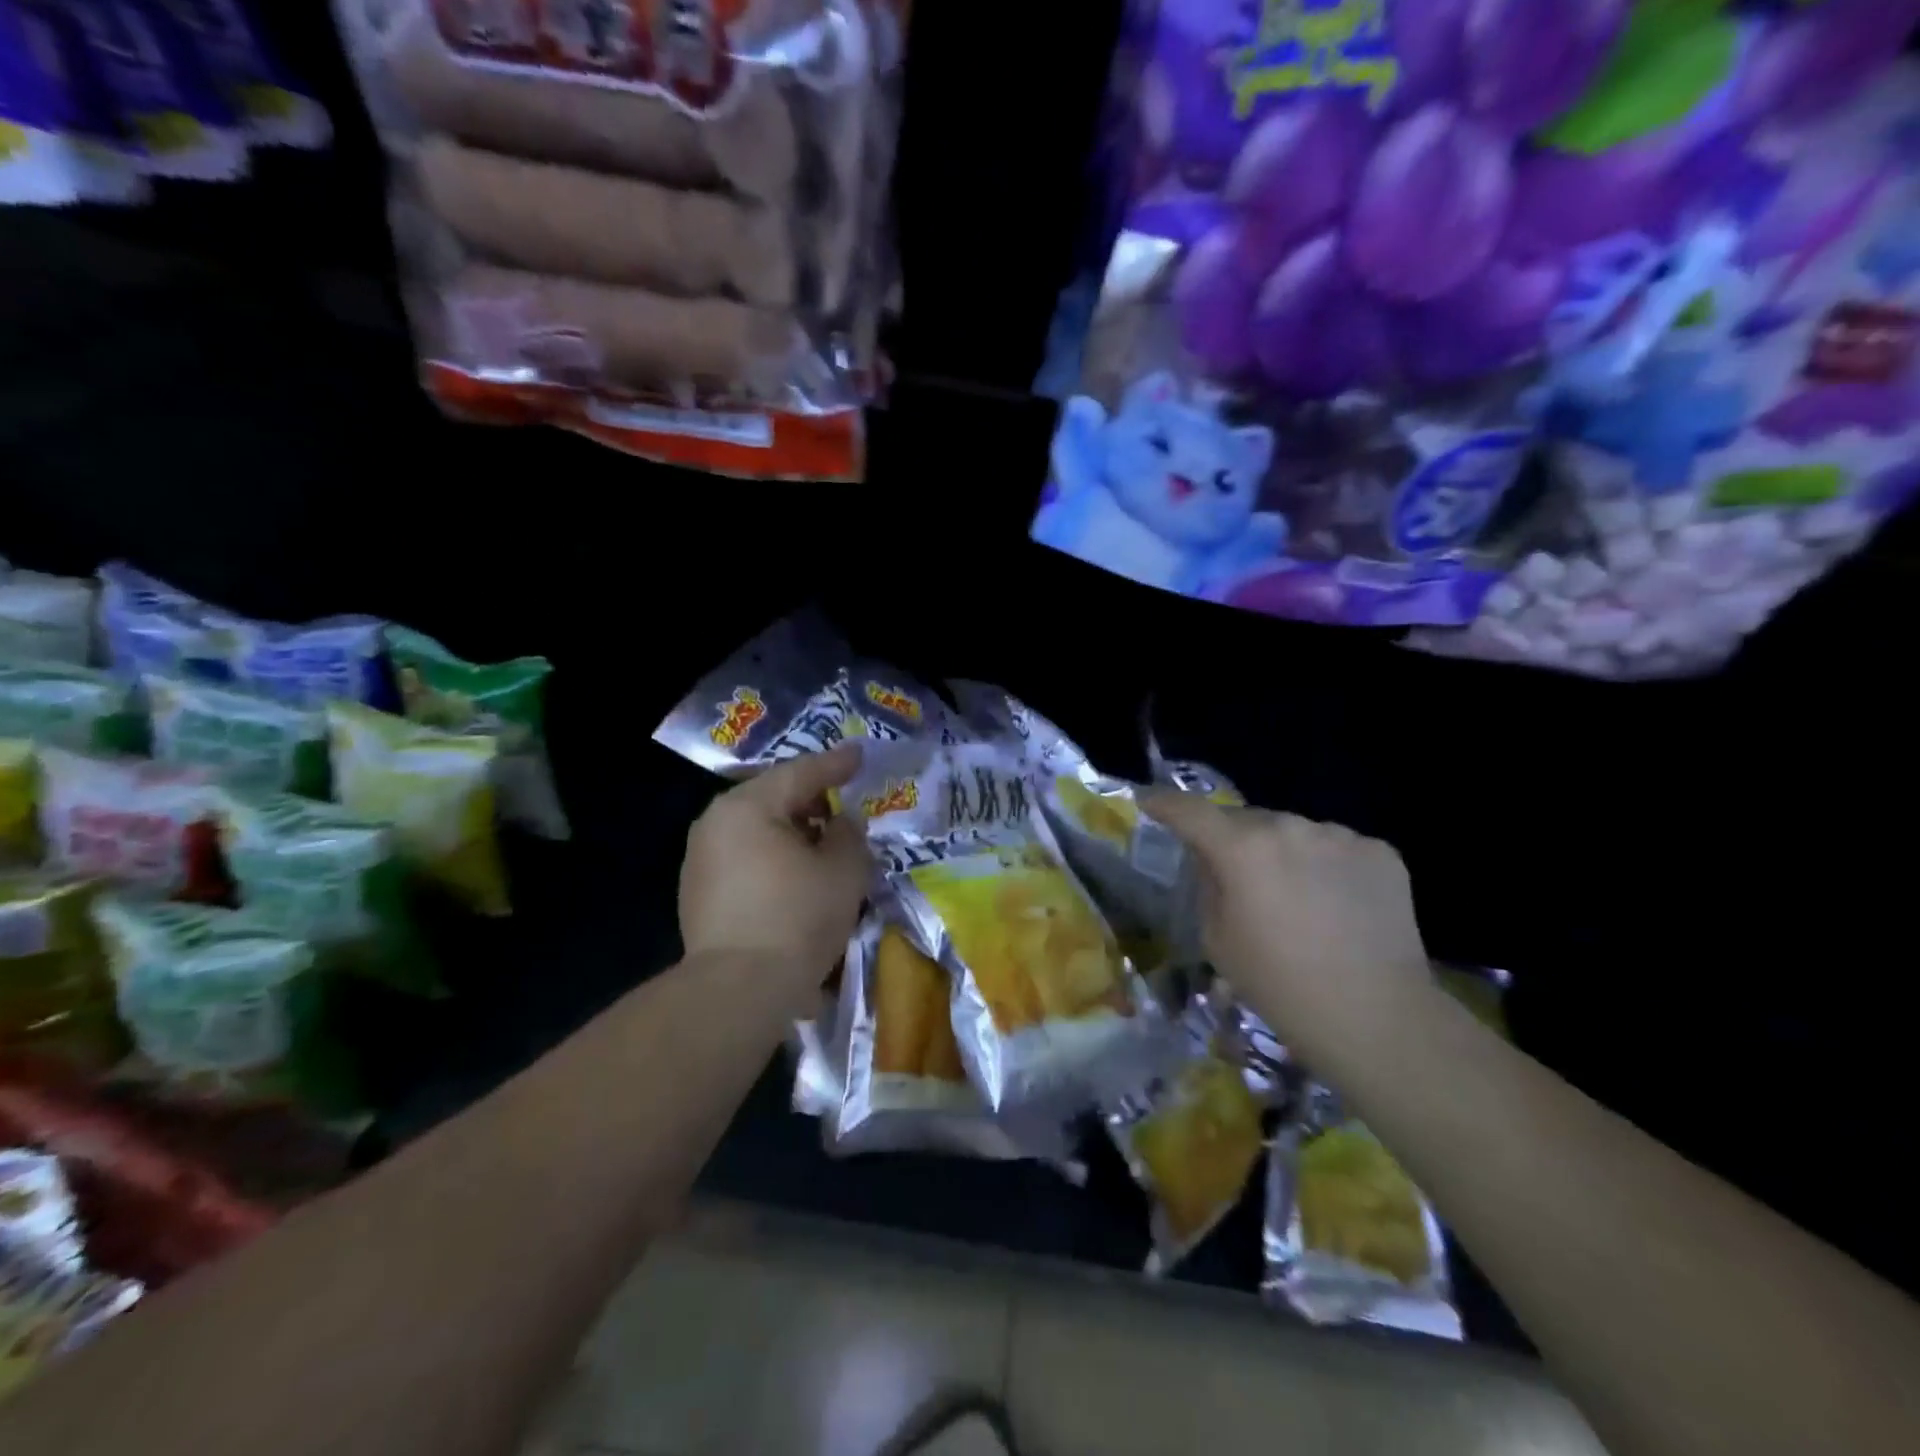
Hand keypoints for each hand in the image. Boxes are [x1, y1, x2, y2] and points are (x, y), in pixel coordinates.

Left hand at [679, 743, 870, 990]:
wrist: (738, 991)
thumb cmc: (797, 918)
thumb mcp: (844, 870)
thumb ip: (849, 835)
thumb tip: (839, 823)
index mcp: (747, 806)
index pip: (801, 772)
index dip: (836, 764)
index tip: (860, 755)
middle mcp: (715, 823)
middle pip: (773, 798)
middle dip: (812, 801)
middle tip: (845, 804)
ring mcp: (701, 859)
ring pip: (758, 830)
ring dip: (793, 832)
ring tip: (825, 845)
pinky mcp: (698, 894)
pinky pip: (745, 858)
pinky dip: (774, 858)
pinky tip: (797, 877)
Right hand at [1141, 792, 1434, 1062]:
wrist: (1376, 1018)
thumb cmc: (1280, 986)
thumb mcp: (1217, 940)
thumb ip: (1208, 886)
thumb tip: (1214, 861)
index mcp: (1241, 849)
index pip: (1190, 810)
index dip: (1164, 803)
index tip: (1148, 800)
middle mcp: (1289, 827)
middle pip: (1246, 820)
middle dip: (1233, 840)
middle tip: (1237, 875)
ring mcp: (1340, 836)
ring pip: (1294, 832)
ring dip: (1283, 852)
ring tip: (1295, 896)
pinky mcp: (1380, 852)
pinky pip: (1336, 848)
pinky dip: (1326, 866)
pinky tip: (1336, 905)